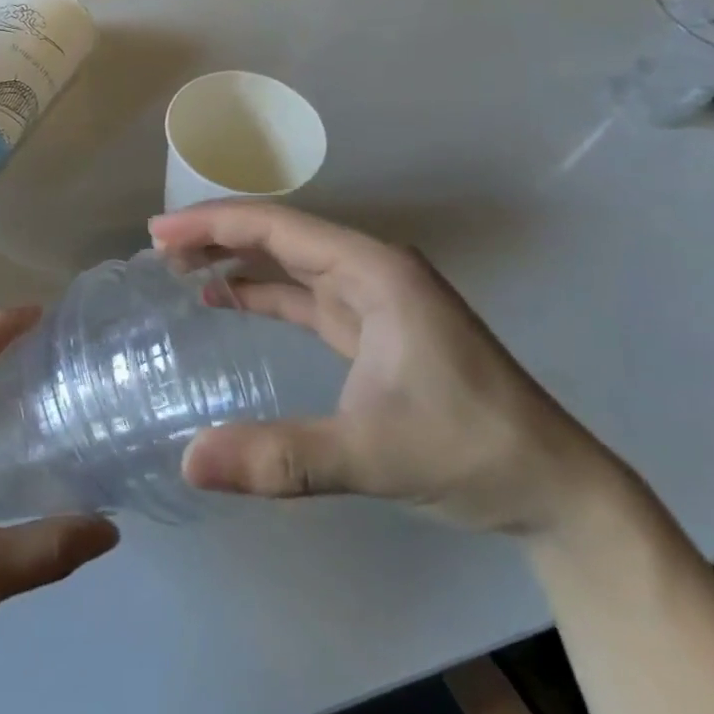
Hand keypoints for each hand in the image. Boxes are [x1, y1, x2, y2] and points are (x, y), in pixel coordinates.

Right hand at [148, 203, 617, 535]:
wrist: (556, 489)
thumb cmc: (472, 450)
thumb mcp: (373, 454)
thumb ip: (282, 458)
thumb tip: (190, 463)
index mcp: (374, 272)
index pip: (278, 228)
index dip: (213, 224)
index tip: (157, 233)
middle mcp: (372, 271)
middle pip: (280, 235)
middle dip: (217, 235)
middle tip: (157, 249)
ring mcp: (375, 299)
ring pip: (290, 262)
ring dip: (236, 259)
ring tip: (178, 267)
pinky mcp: (374, 329)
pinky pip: (304, 296)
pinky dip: (261, 293)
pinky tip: (226, 300)